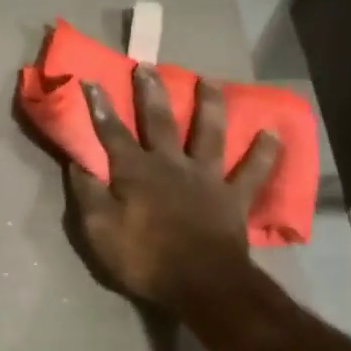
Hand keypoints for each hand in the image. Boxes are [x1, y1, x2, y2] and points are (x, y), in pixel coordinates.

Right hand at [66, 67, 276, 311]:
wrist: (200, 284)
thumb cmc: (143, 258)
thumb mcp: (99, 230)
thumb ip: (88, 194)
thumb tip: (77, 163)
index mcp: (135, 171)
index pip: (112, 132)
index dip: (100, 107)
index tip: (91, 79)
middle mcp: (171, 164)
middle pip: (159, 121)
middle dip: (151, 92)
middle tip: (148, 66)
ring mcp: (206, 177)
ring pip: (209, 133)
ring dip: (209, 105)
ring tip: (210, 81)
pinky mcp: (233, 197)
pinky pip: (252, 171)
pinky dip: (264, 153)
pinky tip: (273, 133)